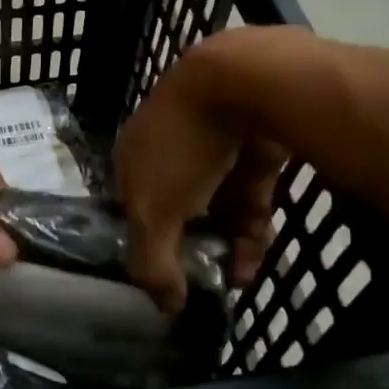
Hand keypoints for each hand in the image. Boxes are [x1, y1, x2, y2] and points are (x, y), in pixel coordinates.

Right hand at [114, 35, 285, 311]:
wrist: (244, 82)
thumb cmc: (182, 147)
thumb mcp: (153, 212)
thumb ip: (152, 262)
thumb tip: (165, 307)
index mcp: (134, 155)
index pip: (132, 207)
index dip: (147, 242)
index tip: (166, 277)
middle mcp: (170, 147)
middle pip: (178, 207)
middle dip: (193, 248)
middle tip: (208, 284)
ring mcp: (214, 144)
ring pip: (217, 204)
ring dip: (226, 244)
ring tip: (239, 280)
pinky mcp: (254, 145)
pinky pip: (248, 193)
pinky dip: (250, 225)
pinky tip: (256, 258)